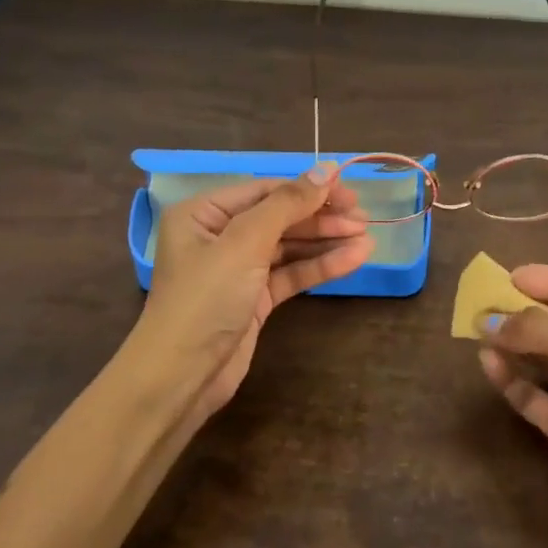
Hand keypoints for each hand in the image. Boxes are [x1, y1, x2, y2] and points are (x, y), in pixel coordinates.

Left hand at [131, 162, 373, 427]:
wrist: (181, 378)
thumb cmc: (206, 299)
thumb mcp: (245, 243)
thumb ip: (287, 204)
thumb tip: (327, 169)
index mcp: (204, 213)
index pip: (264, 190)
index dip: (307, 188)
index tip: (348, 191)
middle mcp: (219, 236)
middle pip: (279, 217)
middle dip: (321, 217)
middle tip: (363, 218)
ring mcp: (238, 269)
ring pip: (289, 246)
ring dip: (326, 241)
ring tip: (367, 238)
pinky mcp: (254, 299)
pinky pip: (291, 274)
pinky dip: (320, 266)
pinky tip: (354, 259)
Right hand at [479, 264, 547, 547]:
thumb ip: (544, 331)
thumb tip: (492, 321)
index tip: (510, 277)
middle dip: (526, 313)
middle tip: (486, 304)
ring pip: (546, 359)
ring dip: (516, 344)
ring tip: (479, 331)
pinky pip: (535, 396)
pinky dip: (512, 380)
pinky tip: (488, 364)